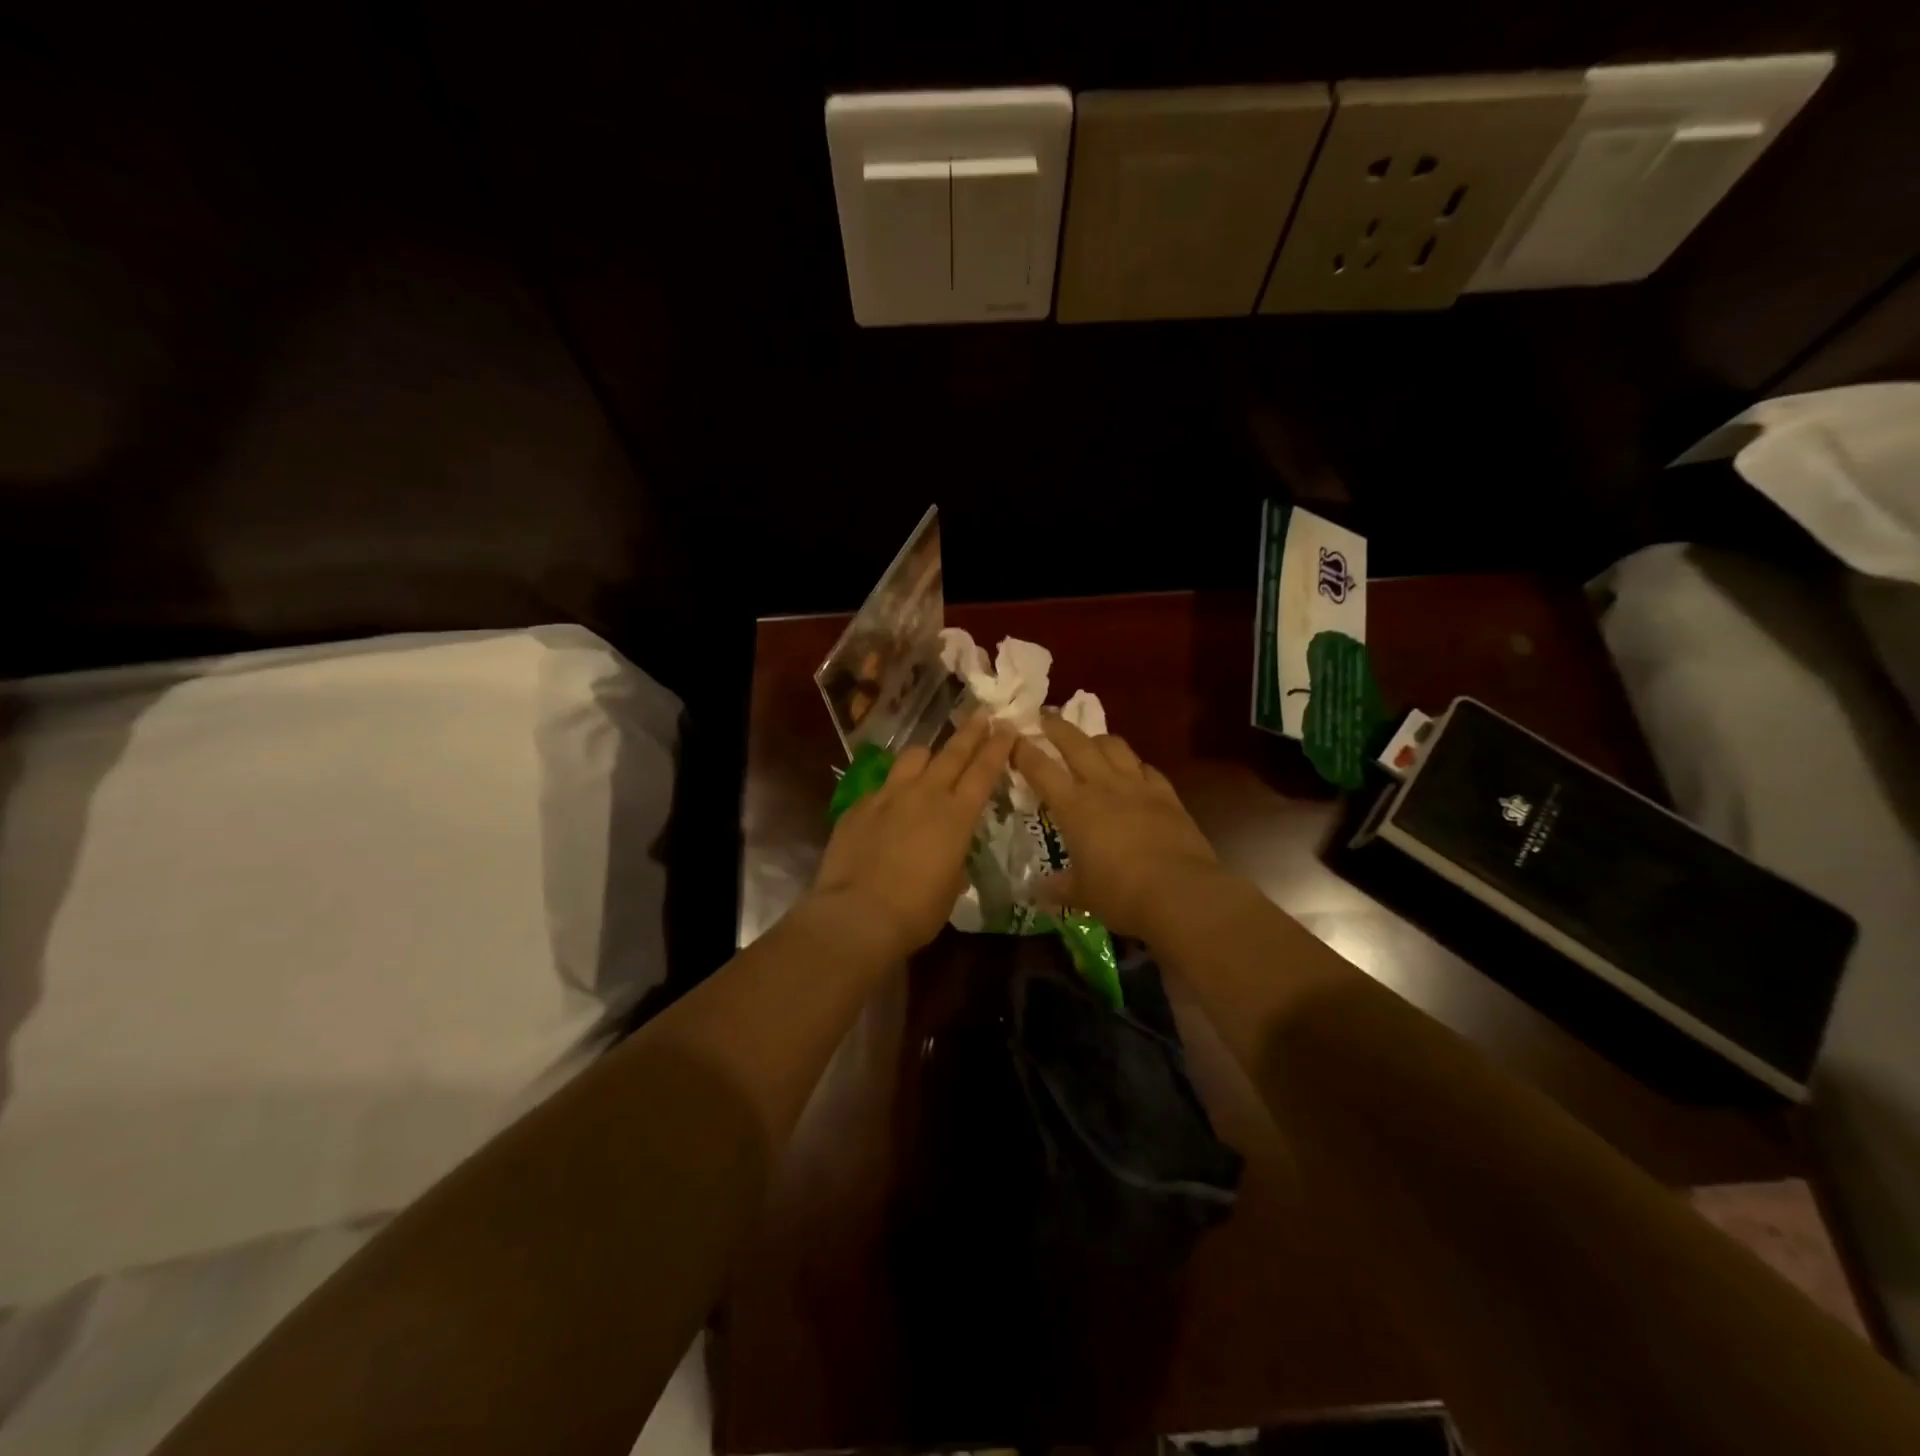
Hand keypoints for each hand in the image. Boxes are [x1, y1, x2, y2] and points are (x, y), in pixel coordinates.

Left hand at [809, 713, 1015, 960]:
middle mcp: (925, 794)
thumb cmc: (917, 910)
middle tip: (982, 714)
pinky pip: (882, 784)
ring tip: (932, 756)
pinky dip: (893, 786)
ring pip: (913, 757)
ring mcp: (889, 795)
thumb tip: (950, 857)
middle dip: (971, 732)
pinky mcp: (860, 805)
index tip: (1006, 727)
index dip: (997, 747)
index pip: (983, 771)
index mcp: (957, 816)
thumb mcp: (950, 887)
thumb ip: (954, 860)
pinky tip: (890, 800)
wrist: (858, 914)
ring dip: (928, 753)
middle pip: (952, 752)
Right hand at [1011, 717, 1221, 935]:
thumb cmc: (1120, 893)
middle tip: (1045, 717)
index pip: (1041, 769)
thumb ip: (1058, 887)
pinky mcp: (1167, 795)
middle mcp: (1103, 786)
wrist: (1181, 893)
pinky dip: (1134, 764)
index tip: (1011, 737)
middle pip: (1076, 743)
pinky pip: (1146, 767)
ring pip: (1114, 746)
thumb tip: (1039, 890)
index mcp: (1074, 806)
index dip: (1023, 751)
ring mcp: (1138, 786)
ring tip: (1090, 741)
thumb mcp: (1082, 894)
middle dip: (1057, 727)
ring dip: (1097, 738)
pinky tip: (1133, 770)